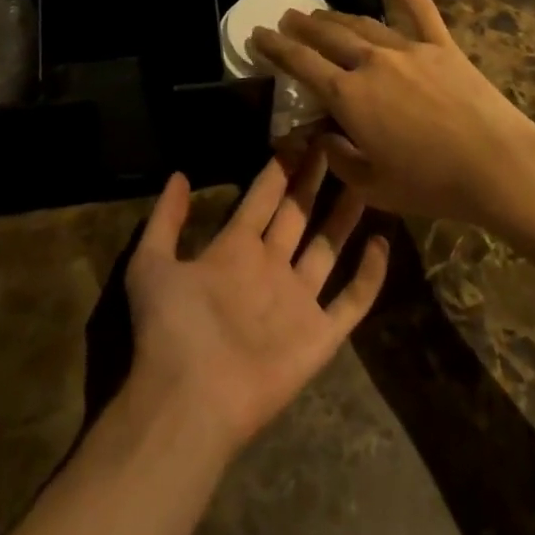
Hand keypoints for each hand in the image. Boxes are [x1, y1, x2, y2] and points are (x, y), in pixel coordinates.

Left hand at [123, 148, 388, 457]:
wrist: (189, 398)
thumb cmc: (171, 328)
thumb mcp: (152, 263)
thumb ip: (166, 218)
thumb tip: (179, 173)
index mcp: (234, 249)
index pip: (263, 197)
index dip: (280, 167)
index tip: (299, 135)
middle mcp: (270, 268)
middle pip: (298, 214)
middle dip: (315, 179)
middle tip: (335, 142)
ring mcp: (297, 301)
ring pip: (328, 247)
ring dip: (344, 214)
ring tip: (363, 179)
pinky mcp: (319, 335)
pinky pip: (352, 300)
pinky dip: (369, 274)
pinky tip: (382, 242)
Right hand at [248, 0, 534, 227]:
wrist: (497, 166)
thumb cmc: (432, 184)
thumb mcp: (374, 187)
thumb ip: (340, 160)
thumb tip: (323, 139)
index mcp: (350, 97)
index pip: (302, 64)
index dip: (276, 48)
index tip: (258, 34)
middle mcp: (371, 63)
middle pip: (328, 35)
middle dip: (302, 26)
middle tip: (287, 18)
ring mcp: (408, 49)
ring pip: (363, 23)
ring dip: (336, 16)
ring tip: (320, 13)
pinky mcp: (441, 46)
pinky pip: (418, 9)